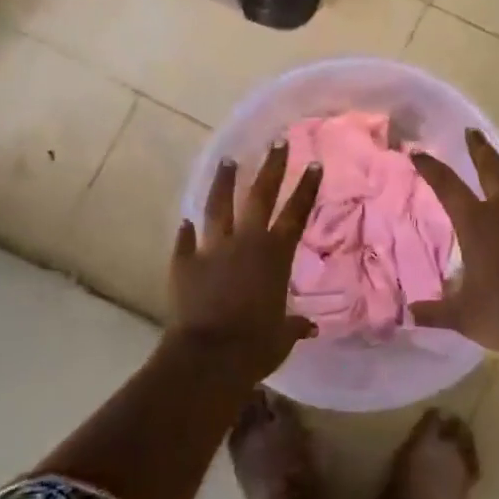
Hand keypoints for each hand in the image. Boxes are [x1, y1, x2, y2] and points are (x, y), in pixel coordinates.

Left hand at [169, 143, 323, 380]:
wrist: (210, 356)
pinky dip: (186, 231)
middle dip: (271, 167)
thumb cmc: (256, 345)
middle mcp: (246, 242)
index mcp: (275, 255)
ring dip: (224, 182)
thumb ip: (294, 324)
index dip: (306, 188)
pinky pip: (185, 241)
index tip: (313, 163)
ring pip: (219, 206)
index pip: (296, 213)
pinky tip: (185, 219)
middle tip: (277, 142)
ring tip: (228, 160)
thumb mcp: (283, 336)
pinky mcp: (184, 263)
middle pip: (261, 196)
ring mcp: (212, 249)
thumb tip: (310, 326)